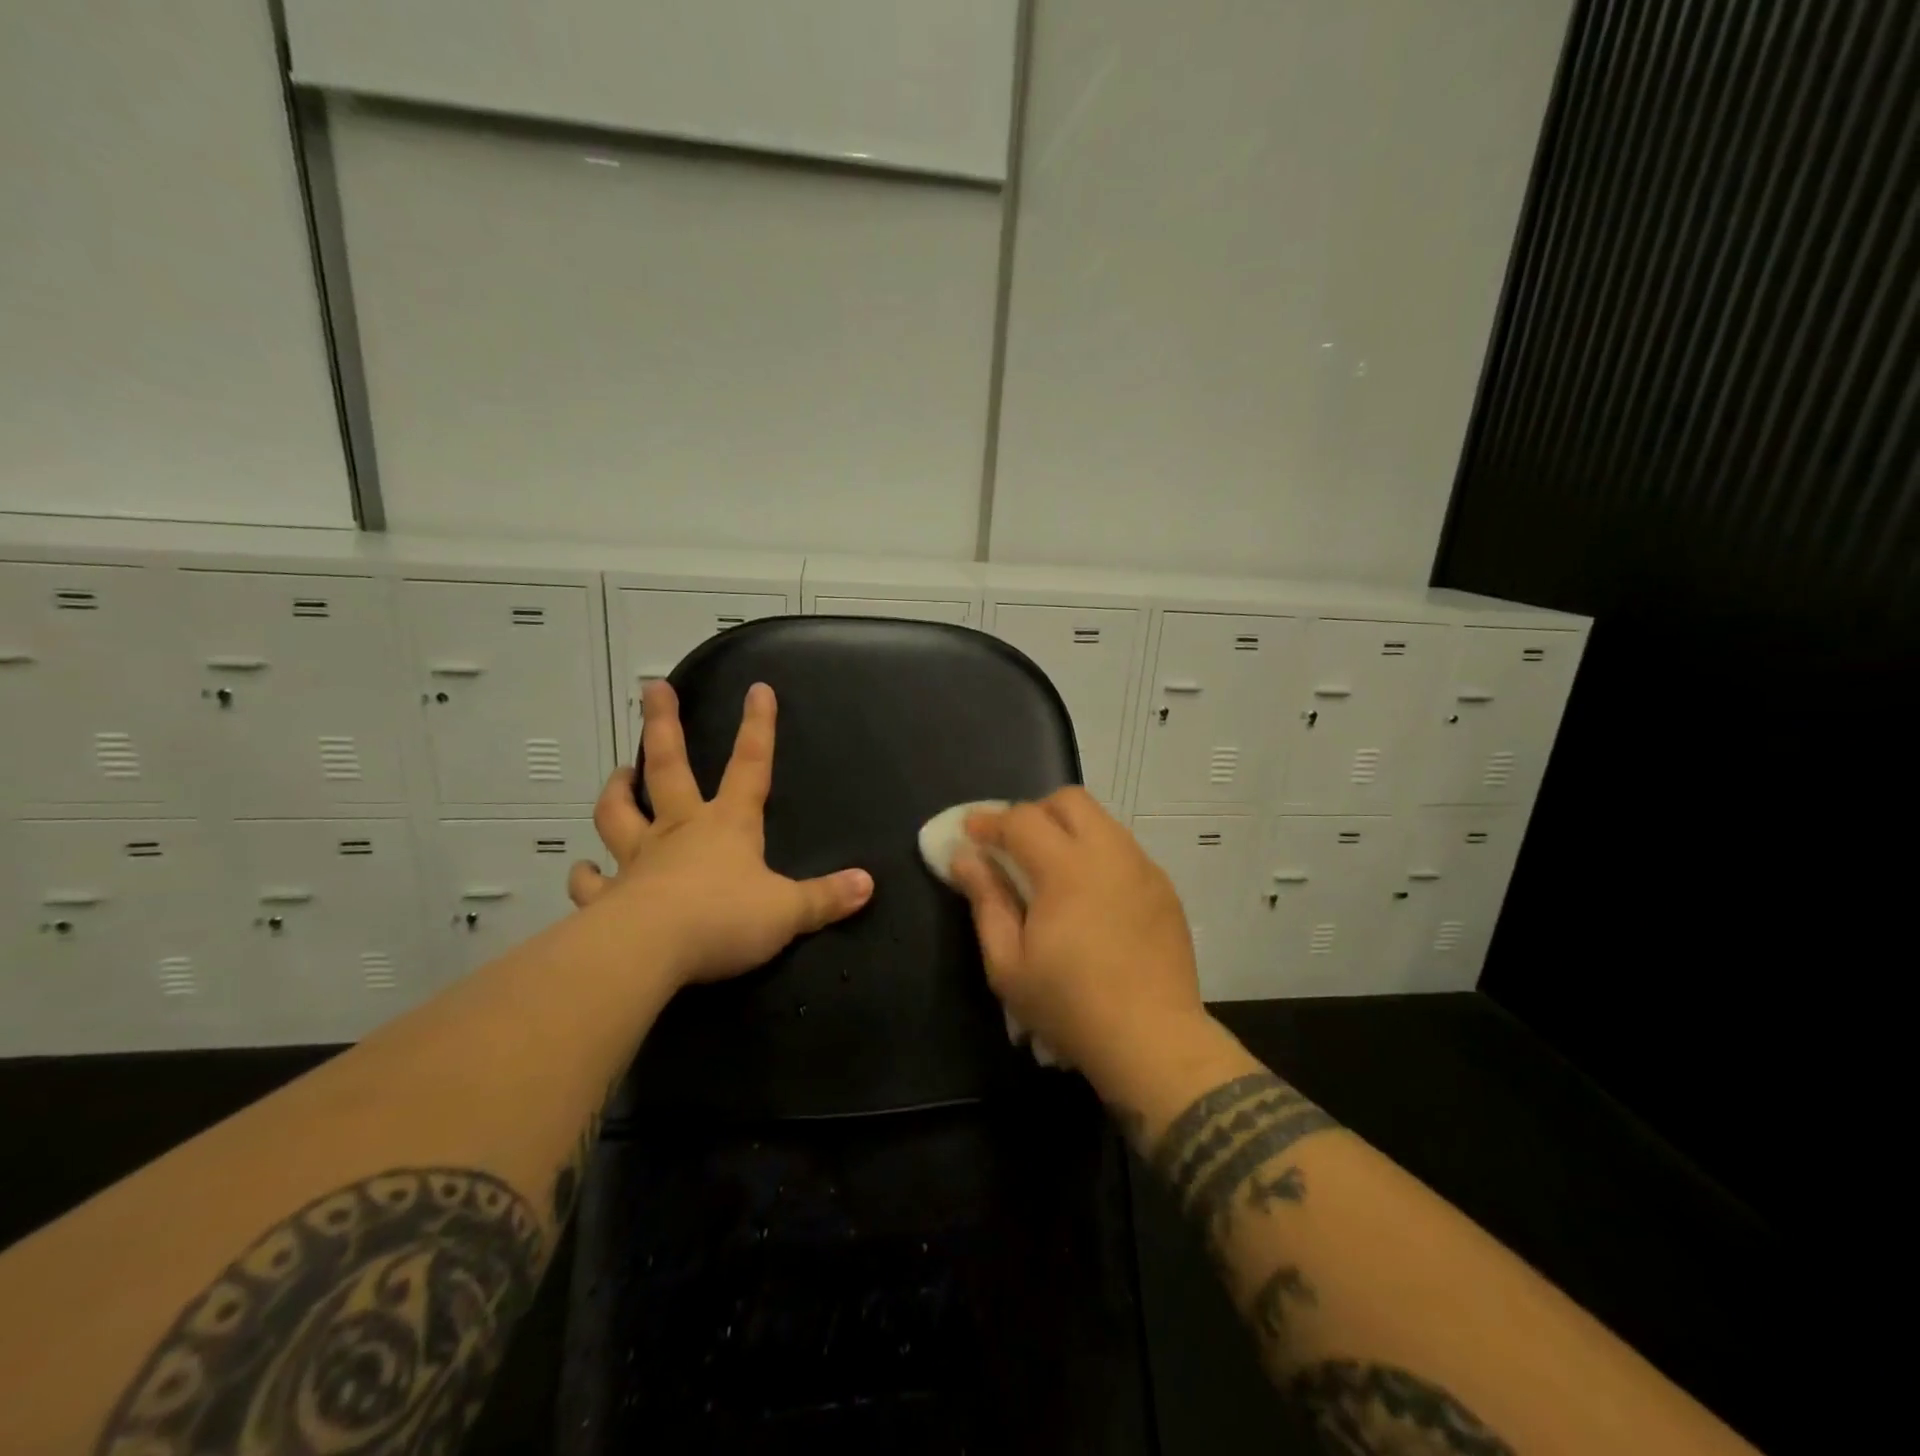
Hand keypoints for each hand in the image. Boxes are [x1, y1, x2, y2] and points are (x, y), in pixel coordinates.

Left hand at [568, 680, 872, 986]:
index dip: (758, 727)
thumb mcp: (787, 911)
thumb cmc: (723, 919)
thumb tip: (867, 884)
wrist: (649, 951)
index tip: (758, 689)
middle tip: (654, 690)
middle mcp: (679, 830)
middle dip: (664, 726)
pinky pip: (592, 881)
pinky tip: (583, 871)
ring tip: (620, 774)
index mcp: (727, 824)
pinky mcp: (609, 897)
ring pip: (618, 814)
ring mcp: (639, 859)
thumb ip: (825, 898)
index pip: (750, 765)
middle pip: (669, 767)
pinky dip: (586, 875)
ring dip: (617, 791)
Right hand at [948, 788, 1208, 1082]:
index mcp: (1066, 868)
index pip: (1021, 819)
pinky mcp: (1164, 888)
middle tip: (1015, 846)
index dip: (989, 821)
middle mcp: (1109, 853)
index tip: (970, 833)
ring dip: (1069, 831)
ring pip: (1101, 821)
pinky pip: (1123, 850)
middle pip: (1069, 801)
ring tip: (1051, 871)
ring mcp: (1143, 868)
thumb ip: (985, 901)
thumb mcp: (1008, 963)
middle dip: (1034, 812)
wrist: (1153, 1041)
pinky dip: (1097, 855)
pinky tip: (1090, 896)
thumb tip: (964, 858)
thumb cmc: (1070, 1006)